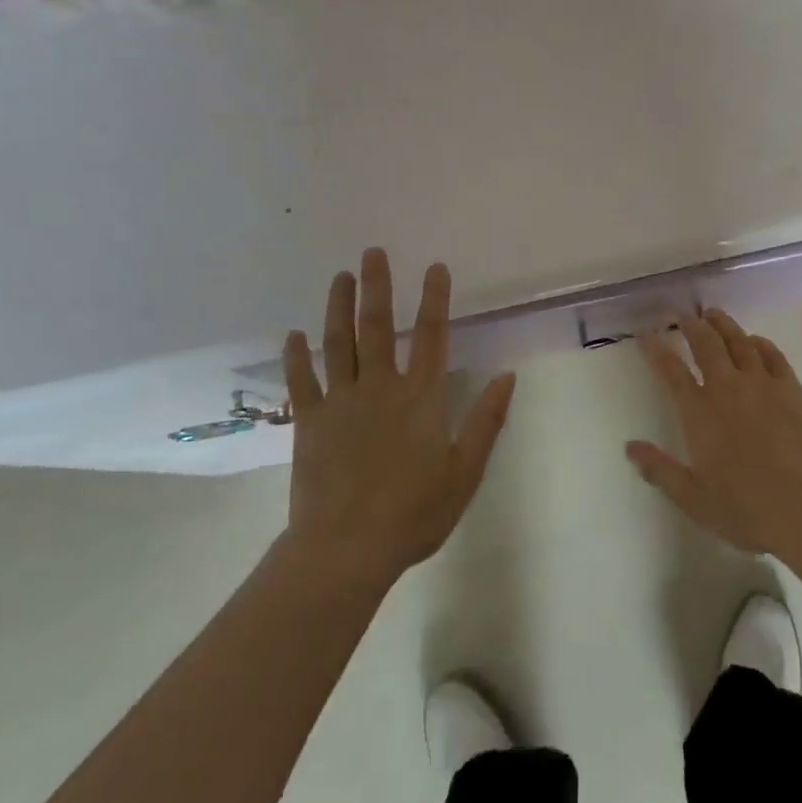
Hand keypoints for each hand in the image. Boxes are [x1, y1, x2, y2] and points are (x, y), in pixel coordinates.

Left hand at [282, 250, 515, 586]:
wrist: (346, 550)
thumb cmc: (413, 514)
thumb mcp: (464, 473)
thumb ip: (486, 421)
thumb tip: (508, 376)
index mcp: (421, 398)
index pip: (433, 335)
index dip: (435, 298)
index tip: (435, 267)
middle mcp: (381, 388)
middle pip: (378, 326)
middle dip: (378, 286)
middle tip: (372, 252)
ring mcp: (341, 402)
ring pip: (338, 343)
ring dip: (338, 306)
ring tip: (340, 276)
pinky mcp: (309, 422)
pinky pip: (301, 381)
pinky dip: (296, 356)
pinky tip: (294, 334)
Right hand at [627, 311, 801, 561]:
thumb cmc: (749, 510)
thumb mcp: (695, 499)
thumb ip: (660, 470)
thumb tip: (630, 447)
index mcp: (699, 412)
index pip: (670, 370)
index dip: (655, 348)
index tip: (645, 333)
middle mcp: (727, 388)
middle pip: (704, 343)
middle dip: (689, 325)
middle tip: (681, 314)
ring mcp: (762, 383)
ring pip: (738, 340)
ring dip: (722, 324)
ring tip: (712, 314)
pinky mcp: (792, 388)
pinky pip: (771, 354)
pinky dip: (758, 342)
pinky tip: (754, 341)